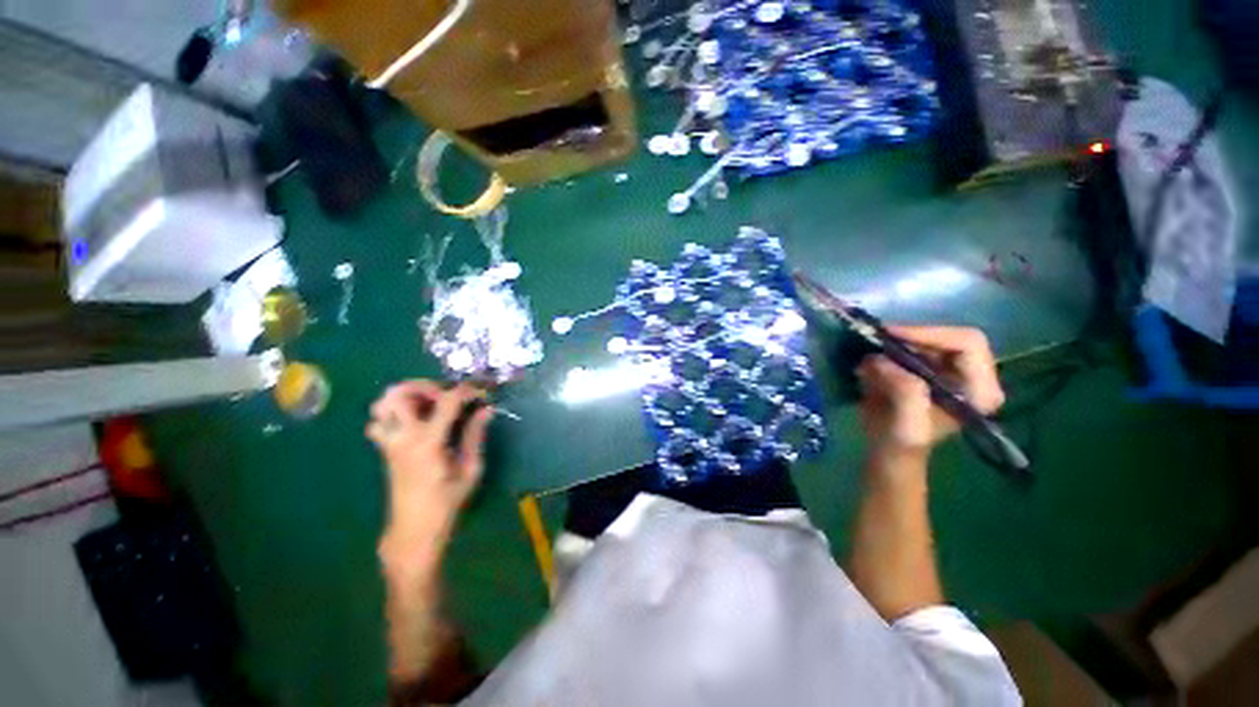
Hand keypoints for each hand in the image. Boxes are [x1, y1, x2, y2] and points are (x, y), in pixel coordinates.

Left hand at [367, 381, 492, 548]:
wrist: (414, 528)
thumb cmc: (447, 501)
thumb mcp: (470, 468)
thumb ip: (475, 435)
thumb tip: (486, 409)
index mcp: (428, 443)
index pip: (446, 402)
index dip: (466, 391)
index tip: (481, 392)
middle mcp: (403, 437)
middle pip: (399, 393)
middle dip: (426, 386)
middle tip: (447, 395)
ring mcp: (389, 442)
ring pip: (382, 404)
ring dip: (406, 396)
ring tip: (428, 403)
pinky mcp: (384, 449)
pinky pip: (378, 421)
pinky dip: (393, 412)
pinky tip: (414, 421)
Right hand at [856, 326, 1004, 457]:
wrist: (889, 450)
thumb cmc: (901, 444)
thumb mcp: (906, 426)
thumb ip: (905, 394)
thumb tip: (881, 360)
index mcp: (980, 390)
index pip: (967, 344)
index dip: (929, 334)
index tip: (891, 335)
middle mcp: (974, 376)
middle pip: (949, 336)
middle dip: (913, 336)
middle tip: (879, 339)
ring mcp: (953, 371)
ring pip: (930, 339)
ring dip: (899, 341)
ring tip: (873, 348)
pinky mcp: (933, 369)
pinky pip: (916, 345)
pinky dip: (894, 346)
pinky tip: (876, 356)